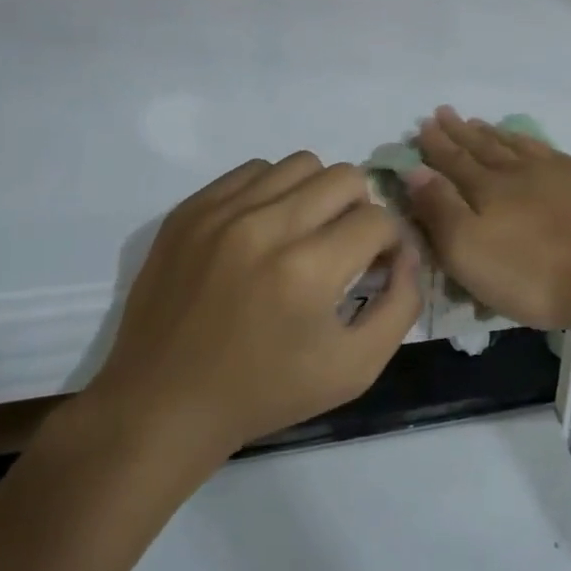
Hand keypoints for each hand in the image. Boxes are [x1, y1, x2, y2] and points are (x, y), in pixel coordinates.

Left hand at [87, 153, 422, 474]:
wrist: (163, 406)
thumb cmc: (266, 392)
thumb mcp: (356, 368)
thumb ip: (402, 305)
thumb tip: (407, 252)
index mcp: (307, 270)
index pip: (378, 219)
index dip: (389, 243)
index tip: (375, 267)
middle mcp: (265, 227)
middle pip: (346, 177)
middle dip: (360, 210)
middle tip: (344, 247)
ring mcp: (221, 213)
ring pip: (301, 164)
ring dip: (317, 194)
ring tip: (304, 233)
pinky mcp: (189, 210)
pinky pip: (253, 170)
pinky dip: (273, 192)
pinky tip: (264, 230)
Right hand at [403, 106, 570, 333]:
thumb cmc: (533, 274)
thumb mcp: (469, 251)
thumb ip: (439, 209)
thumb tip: (414, 170)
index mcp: (488, 188)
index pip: (453, 160)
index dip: (435, 145)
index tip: (423, 125)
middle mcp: (519, 171)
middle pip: (483, 147)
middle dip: (460, 132)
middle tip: (444, 113)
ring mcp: (558, 173)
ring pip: (517, 146)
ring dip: (494, 134)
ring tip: (480, 122)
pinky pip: (550, 152)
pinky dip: (532, 143)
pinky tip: (532, 144)